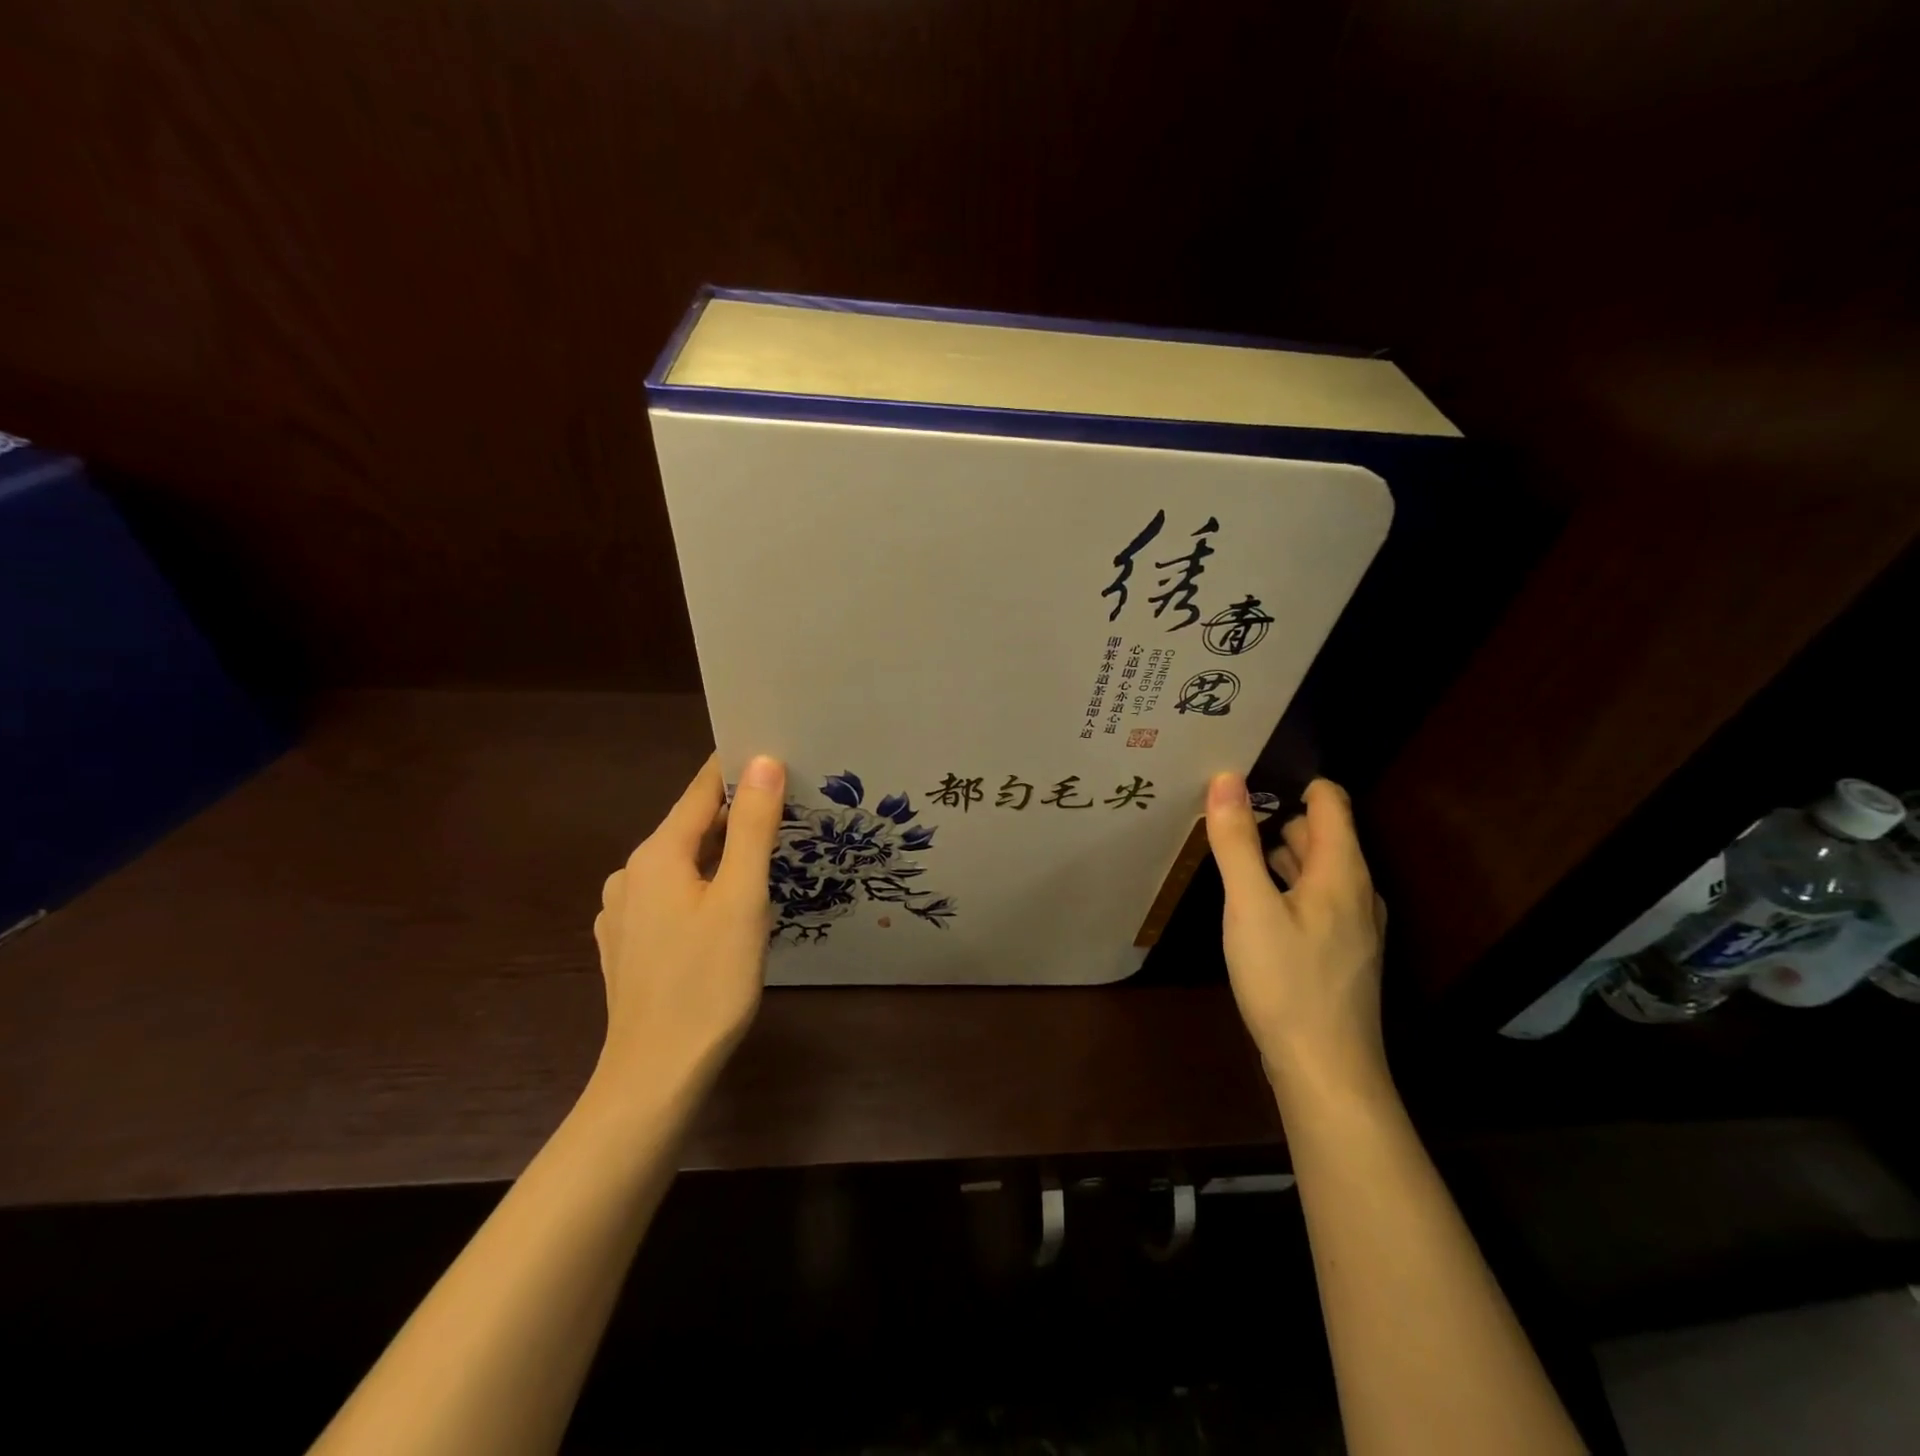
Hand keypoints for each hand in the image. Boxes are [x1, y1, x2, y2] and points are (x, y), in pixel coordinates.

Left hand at [592, 753, 785, 1099]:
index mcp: (656, 855)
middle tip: (788, 813)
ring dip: (720, 856)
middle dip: (736, 816)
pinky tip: (724, 913)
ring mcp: (623, 913)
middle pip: (692, 827)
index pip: (702, 790)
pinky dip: (700, 889)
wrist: (655, 1075)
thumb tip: (764, 761)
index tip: (776, 755)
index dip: (738, 770)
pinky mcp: (627, 945)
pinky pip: (670, 898)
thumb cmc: (707, 982)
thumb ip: (754, 827)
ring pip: (681, 865)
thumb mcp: (742, 898)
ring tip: (764, 862)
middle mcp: (631, 875)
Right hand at [1205, 773, 1390, 1108]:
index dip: (1293, 781)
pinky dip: (1284, 886)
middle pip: (1321, 833)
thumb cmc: (1286, 982)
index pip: (1330, 801)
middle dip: (1276, 816)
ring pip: (1315, 869)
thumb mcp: (1250, 907)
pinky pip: (1313, 899)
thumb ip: (1237, 841)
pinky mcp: (1339, 952)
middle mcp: (1356, 891)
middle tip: (1224, 812)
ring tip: (1231, 849)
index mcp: (1343, 871)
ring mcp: (1352, 925)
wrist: (1326, 1070)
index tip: (1246, 776)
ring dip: (1278, 853)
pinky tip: (1252, 903)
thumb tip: (1226, 779)